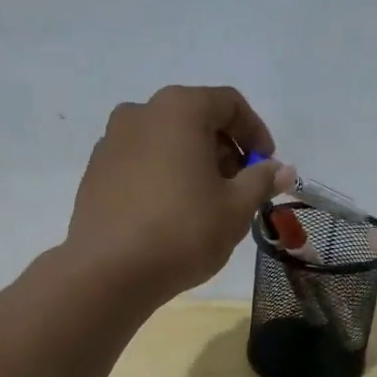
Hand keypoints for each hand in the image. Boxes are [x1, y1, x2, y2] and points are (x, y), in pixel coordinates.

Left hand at [68, 86, 291, 301]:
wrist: (108, 272)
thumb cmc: (182, 231)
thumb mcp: (236, 208)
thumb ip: (261, 181)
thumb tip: (281, 169)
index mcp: (178, 108)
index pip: (229, 104)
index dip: (256, 133)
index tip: (267, 166)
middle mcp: (140, 113)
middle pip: (195, 119)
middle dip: (224, 150)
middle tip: (239, 189)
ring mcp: (111, 141)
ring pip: (165, 141)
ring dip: (192, 163)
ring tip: (205, 204)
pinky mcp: (95, 171)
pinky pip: (140, 162)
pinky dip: (162, 176)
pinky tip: (170, 213)